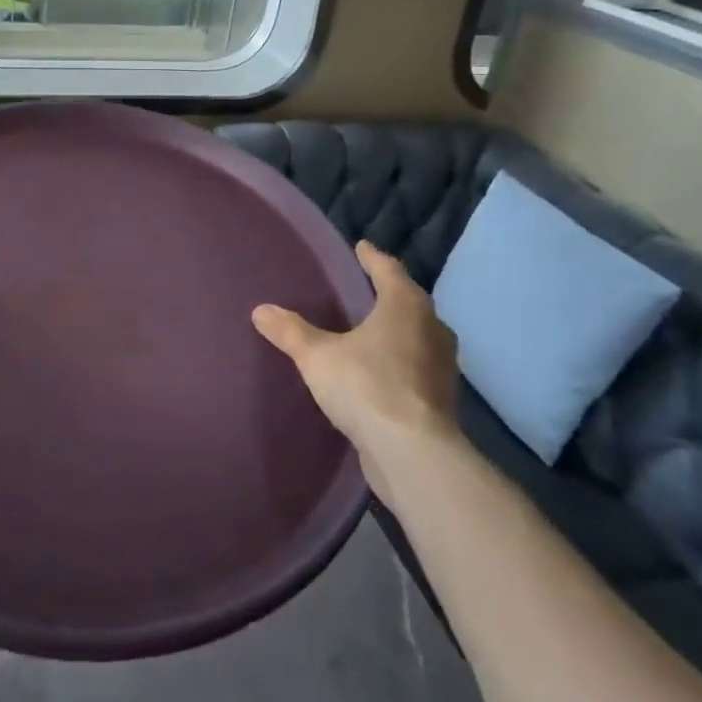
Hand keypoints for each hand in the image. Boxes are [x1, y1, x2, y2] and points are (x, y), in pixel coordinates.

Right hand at [252, 241, 458, 456]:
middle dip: (388, 293)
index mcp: (405, 306)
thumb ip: (291, 332)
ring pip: (418, 335)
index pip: (388, 270)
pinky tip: (380, 370)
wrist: (413, 454)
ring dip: (398, 330)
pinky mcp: (439, 399)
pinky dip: (400, 361)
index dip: (372, 257)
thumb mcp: (317, 356)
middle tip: (365, 288)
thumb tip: (261, 310)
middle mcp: (431, 329)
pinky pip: (416, 367)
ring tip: (371, 329)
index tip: (361, 247)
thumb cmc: (367, 387)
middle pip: (409, 301)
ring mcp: (440, 367)